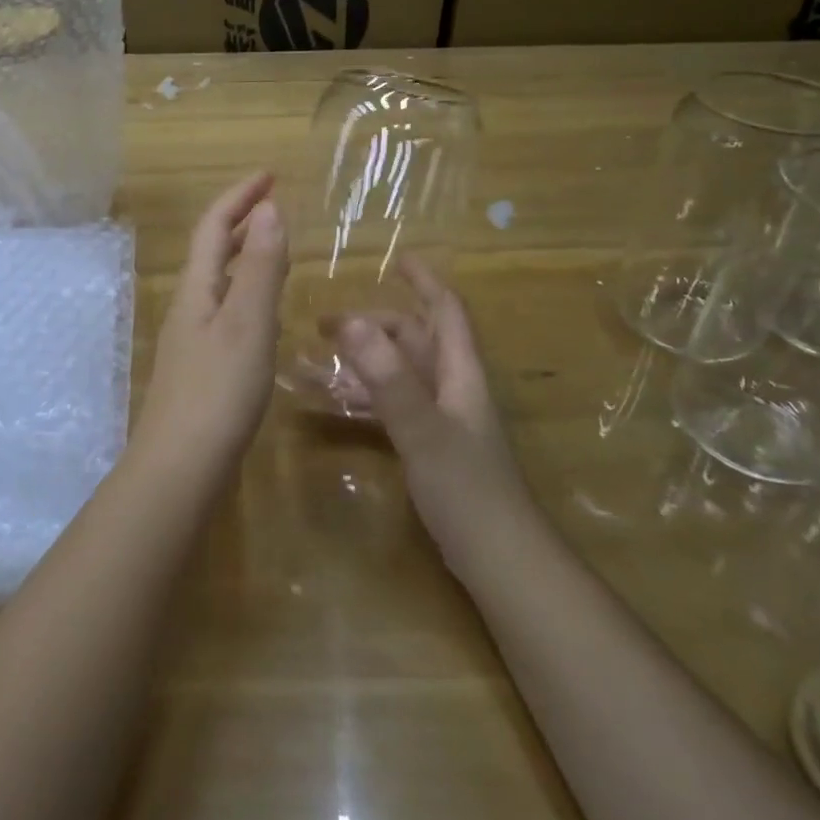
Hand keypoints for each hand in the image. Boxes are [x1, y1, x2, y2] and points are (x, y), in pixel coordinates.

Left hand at [134, 172, 288, 468]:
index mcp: (198, 289)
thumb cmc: (218, 390)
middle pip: (213, 250)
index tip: (270, 174)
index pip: (214, 226)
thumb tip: (269, 209)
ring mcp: (193, 338)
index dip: (240, 196)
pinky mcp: (203, 366)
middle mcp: (190, 306)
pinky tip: (265, 312)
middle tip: (276, 206)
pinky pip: (227, 311)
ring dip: (246, 256)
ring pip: (220, 281)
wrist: (181, 465)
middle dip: (242, 221)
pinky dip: (249, 293)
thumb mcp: (248, 323)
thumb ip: (261, 267)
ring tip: (277, 248)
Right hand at [333, 260, 526, 567]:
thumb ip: (388, 377)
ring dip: (364, 359)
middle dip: (375, 323)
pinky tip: (336, 401)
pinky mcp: (429, 446)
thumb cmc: (468, 489)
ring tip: (319, 356)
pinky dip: (365, 396)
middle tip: (325, 323)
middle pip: (415, 339)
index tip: (397, 258)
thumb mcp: (423, 429)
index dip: (425, 281)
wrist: (499, 560)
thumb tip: (351, 321)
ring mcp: (441, 418)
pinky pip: (392, 405)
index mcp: (460, 373)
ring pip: (400, 372)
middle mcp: (452, 388)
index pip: (445, 311)